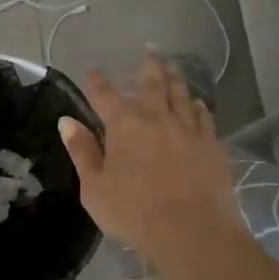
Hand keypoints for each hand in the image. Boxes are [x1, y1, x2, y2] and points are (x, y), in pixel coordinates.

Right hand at [59, 49, 242, 263]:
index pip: (106, 96)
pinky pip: (205, 117)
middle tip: (151, 47)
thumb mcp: (95, 188)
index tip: (94, 69)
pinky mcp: (212, 146)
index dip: (98, 81)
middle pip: (153, 84)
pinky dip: (198, 106)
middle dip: (149, 64)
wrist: (192, 231)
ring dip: (176, 77)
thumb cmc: (134, 213)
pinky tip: (197, 103)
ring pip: (181, 95)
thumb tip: (66, 121)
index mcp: (124, 127)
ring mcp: (188, 130)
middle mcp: (157, 119)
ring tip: (174, 65)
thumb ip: (82, 152)